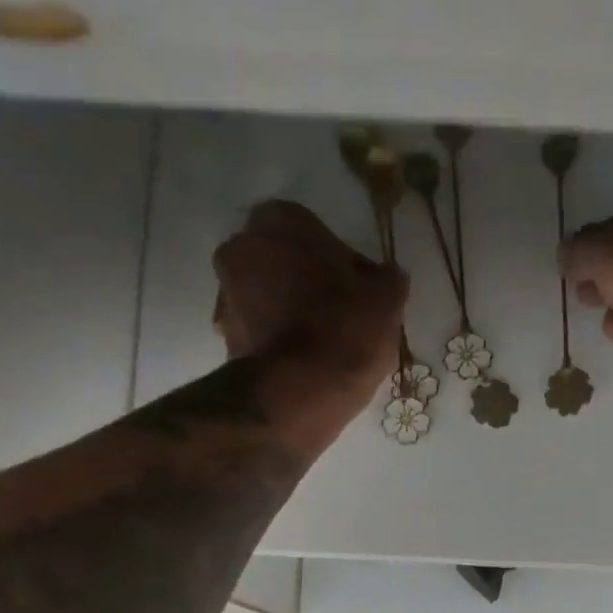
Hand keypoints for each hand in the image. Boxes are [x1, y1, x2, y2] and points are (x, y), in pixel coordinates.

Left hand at [212, 201, 405, 388]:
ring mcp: (226, 294)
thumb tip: (382, 278)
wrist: (299, 393)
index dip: (339, 262)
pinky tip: (306, 363)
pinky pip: (261, 331)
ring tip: (324, 345)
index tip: (359, 292)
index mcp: (280, 220)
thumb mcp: (387, 297)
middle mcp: (241, 247)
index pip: (315, 231)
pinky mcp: (225, 338)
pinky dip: (279, 341)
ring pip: (268, 296)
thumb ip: (385, 277)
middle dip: (307, 282)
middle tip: (341, 315)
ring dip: (290, 311)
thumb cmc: (345, 329)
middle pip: (284, 261)